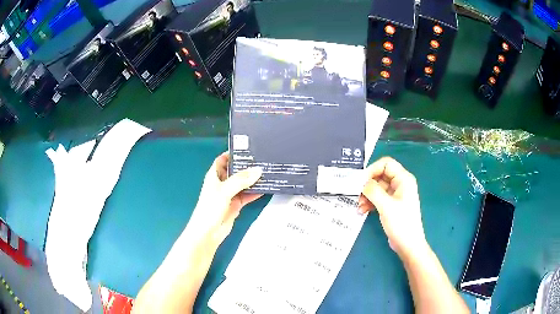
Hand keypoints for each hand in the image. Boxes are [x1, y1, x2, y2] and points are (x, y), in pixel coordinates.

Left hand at [186, 152, 262, 247]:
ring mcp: (229, 194)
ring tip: (268, 171)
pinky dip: (255, 192)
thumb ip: (241, 180)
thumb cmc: (211, 208)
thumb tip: (258, 170)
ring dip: (253, 179)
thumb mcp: (224, 190)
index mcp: (214, 175)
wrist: (208, 232)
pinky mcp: (236, 204)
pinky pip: (247, 195)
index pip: (223, 159)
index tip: (248, 148)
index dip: (233, 153)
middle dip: (247, 166)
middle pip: (235, 170)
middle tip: (263, 159)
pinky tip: (266, 188)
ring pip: (243, 183)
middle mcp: (222, 182)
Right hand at [358, 157, 427, 257]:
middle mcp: (400, 184)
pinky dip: (369, 202)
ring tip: (359, 206)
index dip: (372, 169)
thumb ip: (373, 191)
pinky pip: (377, 197)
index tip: (360, 181)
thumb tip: (361, 182)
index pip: (386, 164)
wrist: (408, 244)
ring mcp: (395, 194)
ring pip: (377, 187)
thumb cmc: (401, 223)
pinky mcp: (391, 204)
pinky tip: (362, 210)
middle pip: (380, 175)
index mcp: (403, 179)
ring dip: (366, 195)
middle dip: (367, 184)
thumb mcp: (386, 206)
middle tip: (356, 194)